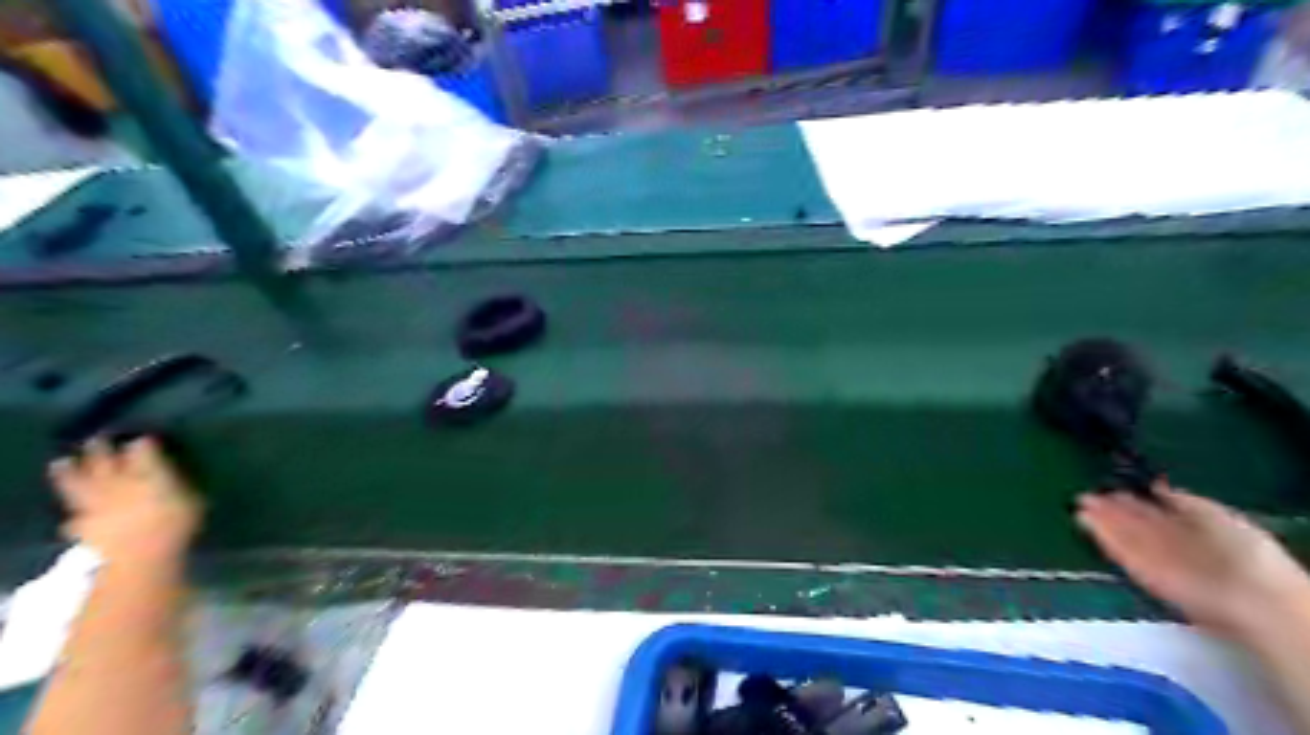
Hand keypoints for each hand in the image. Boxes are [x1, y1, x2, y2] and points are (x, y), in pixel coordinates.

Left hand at [50, 438, 200, 565]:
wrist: (141, 558)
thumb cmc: (177, 524)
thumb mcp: (192, 498)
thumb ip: (178, 482)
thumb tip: (172, 472)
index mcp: (147, 474)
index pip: (142, 451)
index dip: (142, 443)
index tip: (142, 437)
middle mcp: (117, 484)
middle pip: (104, 461)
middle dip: (100, 449)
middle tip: (98, 439)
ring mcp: (96, 505)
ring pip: (78, 483)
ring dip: (69, 472)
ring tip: (62, 463)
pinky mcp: (84, 526)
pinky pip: (74, 516)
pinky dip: (73, 513)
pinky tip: (73, 515)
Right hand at [1075, 482, 1309, 643]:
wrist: (1245, 592)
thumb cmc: (1243, 549)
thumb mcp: (1214, 513)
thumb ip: (1183, 500)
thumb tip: (1156, 487)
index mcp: (1192, 527)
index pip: (1156, 512)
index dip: (1133, 501)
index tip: (1111, 490)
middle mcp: (1171, 542)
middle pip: (1136, 524)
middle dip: (1111, 510)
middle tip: (1086, 496)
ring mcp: (1154, 558)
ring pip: (1123, 536)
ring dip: (1101, 521)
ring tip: (1080, 505)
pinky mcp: (1141, 573)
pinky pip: (1119, 552)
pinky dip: (1102, 537)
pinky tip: (1085, 521)